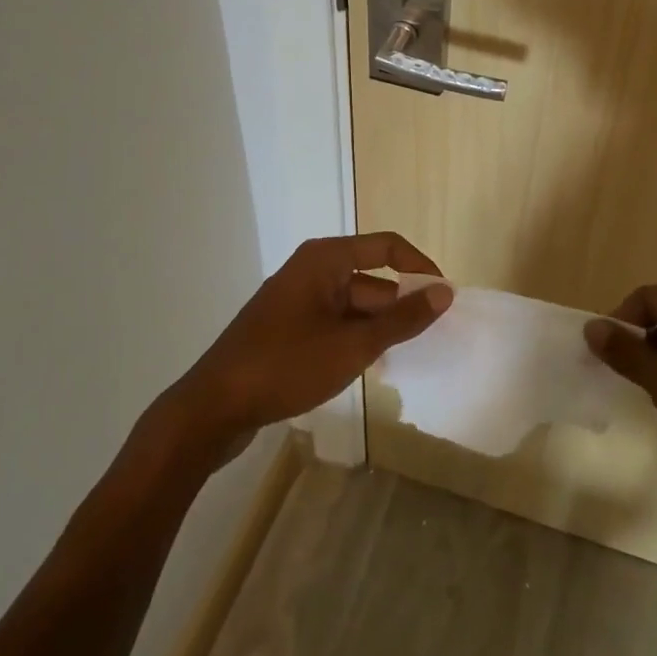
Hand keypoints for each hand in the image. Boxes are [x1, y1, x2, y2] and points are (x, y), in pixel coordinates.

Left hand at [174, 233, 450, 439]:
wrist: (212, 408)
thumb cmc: (285, 365)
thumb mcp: (352, 345)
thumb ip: (402, 319)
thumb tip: (445, 292)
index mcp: (326, 259)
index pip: (387, 247)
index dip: (420, 267)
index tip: (445, 297)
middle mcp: (312, 270)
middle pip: (371, 278)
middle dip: (400, 305)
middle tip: (431, 338)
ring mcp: (297, 300)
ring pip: (354, 305)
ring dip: (378, 326)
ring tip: (404, 356)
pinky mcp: (288, 327)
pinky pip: (335, 322)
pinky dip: (356, 337)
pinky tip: (369, 365)